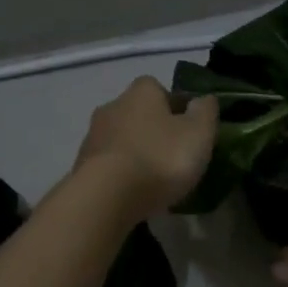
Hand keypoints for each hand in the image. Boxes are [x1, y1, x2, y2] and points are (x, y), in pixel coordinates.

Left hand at [73, 76, 217, 221]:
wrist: (106, 197)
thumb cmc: (160, 158)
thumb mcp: (199, 133)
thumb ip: (206, 112)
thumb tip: (204, 99)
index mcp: (142, 92)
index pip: (161, 89)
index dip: (177, 107)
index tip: (189, 131)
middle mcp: (113, 105)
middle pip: (139, 114)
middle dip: (155, 130)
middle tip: (175, 156)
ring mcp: (93, 136)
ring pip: (123, 139)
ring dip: (137, 153)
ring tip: (155, 180)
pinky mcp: (81, 165)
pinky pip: (110, 164)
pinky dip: (122, 173)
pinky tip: (134, 193)